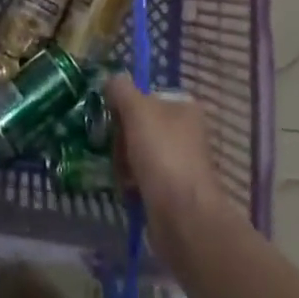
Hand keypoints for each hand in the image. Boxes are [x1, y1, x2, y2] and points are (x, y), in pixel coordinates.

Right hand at [105, 76, 230, 224]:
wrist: (183, 217)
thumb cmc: (162, 154)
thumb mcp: (137, 110)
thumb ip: (121, 89)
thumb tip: (112, 80)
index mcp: (184, 107)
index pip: (146, 95)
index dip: (126, 105)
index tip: (113, 118)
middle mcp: (186, 131)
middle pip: (140, 124)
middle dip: (122, 138)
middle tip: (117, 150)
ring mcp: (180, 162)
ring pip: (139, 152)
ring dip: (124, 162)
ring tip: (122, 175)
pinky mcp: (173, 191)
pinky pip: (144, 178)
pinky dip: (132, 182)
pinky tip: (127, 190)